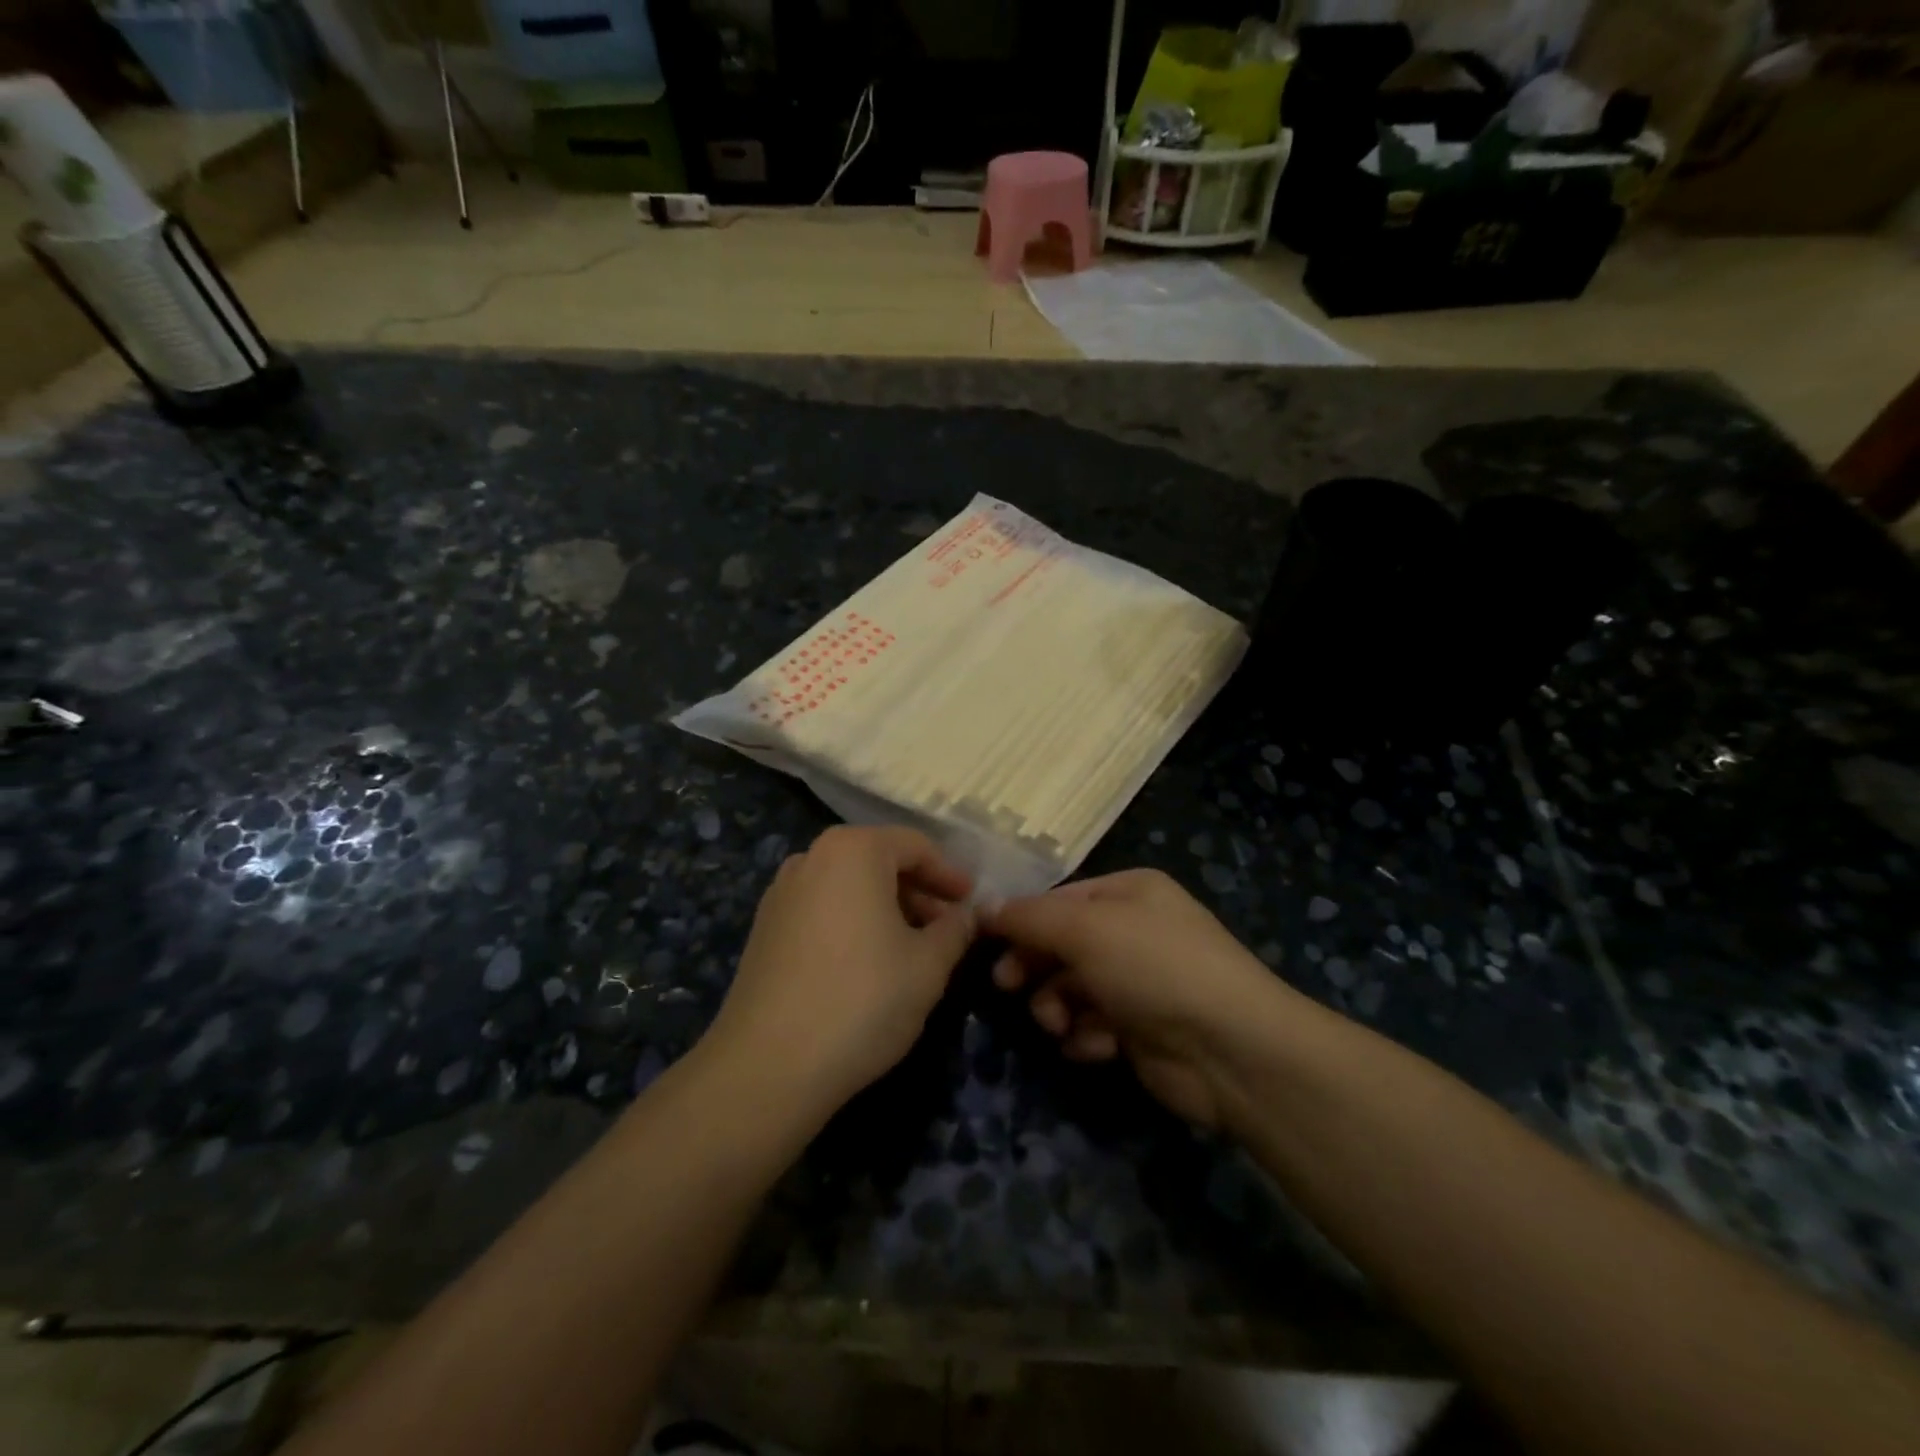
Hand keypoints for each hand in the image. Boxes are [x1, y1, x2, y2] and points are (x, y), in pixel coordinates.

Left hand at [704, 825, 975, 1121]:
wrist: (768, 1065)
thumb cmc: (862, 1000)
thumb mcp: (928, 965)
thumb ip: (955, 930)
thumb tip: (965, 917)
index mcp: (853, 850)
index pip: (915, 845)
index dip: (949, 874)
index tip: (971, 902)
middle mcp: (811, 858)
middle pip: (879, 862)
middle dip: (919, 892)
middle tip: (948, 928)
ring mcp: (781, 893)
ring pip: (849, 887)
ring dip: (887, 909)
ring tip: (914, 949)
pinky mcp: (764, 929)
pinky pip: (823, 909)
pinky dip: (854, 923)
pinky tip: (869, 964)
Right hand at [983, 869, 1286, 1126]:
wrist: (1231, 1049)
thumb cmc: (1154, 968)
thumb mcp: (1085, 929)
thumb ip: (1030, 918)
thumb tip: (985, 908)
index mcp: (1129, 892)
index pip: (1060, 899)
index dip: (1022, 920)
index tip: (985, 943)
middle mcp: (1135, 930)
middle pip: (1063, 943)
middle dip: (1034, 965)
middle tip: (1006, 986)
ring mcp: (1140, 981)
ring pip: (1073, 987)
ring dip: (1057, 1005)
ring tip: (1058, 1023)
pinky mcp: (1142, 1029)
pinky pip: (1095, 1025)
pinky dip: (1087, 1036)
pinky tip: (1096, 1046)